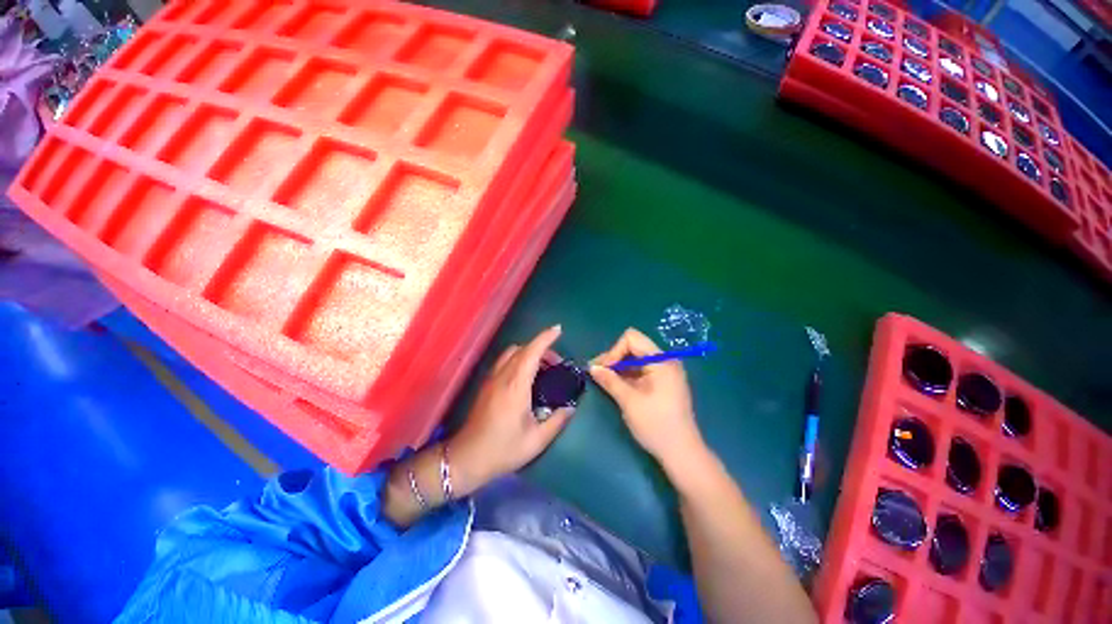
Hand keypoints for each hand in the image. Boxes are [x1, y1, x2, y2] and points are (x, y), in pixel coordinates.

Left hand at [449, 325, 572, 492]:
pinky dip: (519, 359)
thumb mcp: (536, 440)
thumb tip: (570, 407)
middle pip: (522, 349)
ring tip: (543, 369)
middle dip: (542, 348)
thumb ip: (557, 421)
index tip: (558, 330)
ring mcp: (492, 379)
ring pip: (511, 353)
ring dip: (529, 353)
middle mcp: (502, 376)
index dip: (545, 338)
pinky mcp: (486, 385)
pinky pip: (505, 361)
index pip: (531, 352)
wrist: (467, 458)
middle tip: (558, 363)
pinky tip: (527, 377)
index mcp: (515, 386)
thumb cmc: (503, 450)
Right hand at [589, 329, 706, 472]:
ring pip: (636, 359)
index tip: (603, 369)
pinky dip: (627, 375)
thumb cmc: (656, 425)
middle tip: (596, 373)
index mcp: (661, 361)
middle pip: (633, 347)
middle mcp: (665, 361)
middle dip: (614, 358)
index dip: (614, 351)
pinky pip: (641, 370)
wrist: (682, 453)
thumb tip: (592, 367)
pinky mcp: (663, 383)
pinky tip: (615, 385)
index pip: (632, 339)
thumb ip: (610, 380)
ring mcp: (665, 372)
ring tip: (602, 379)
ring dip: (619, 367)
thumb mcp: (629, 401)